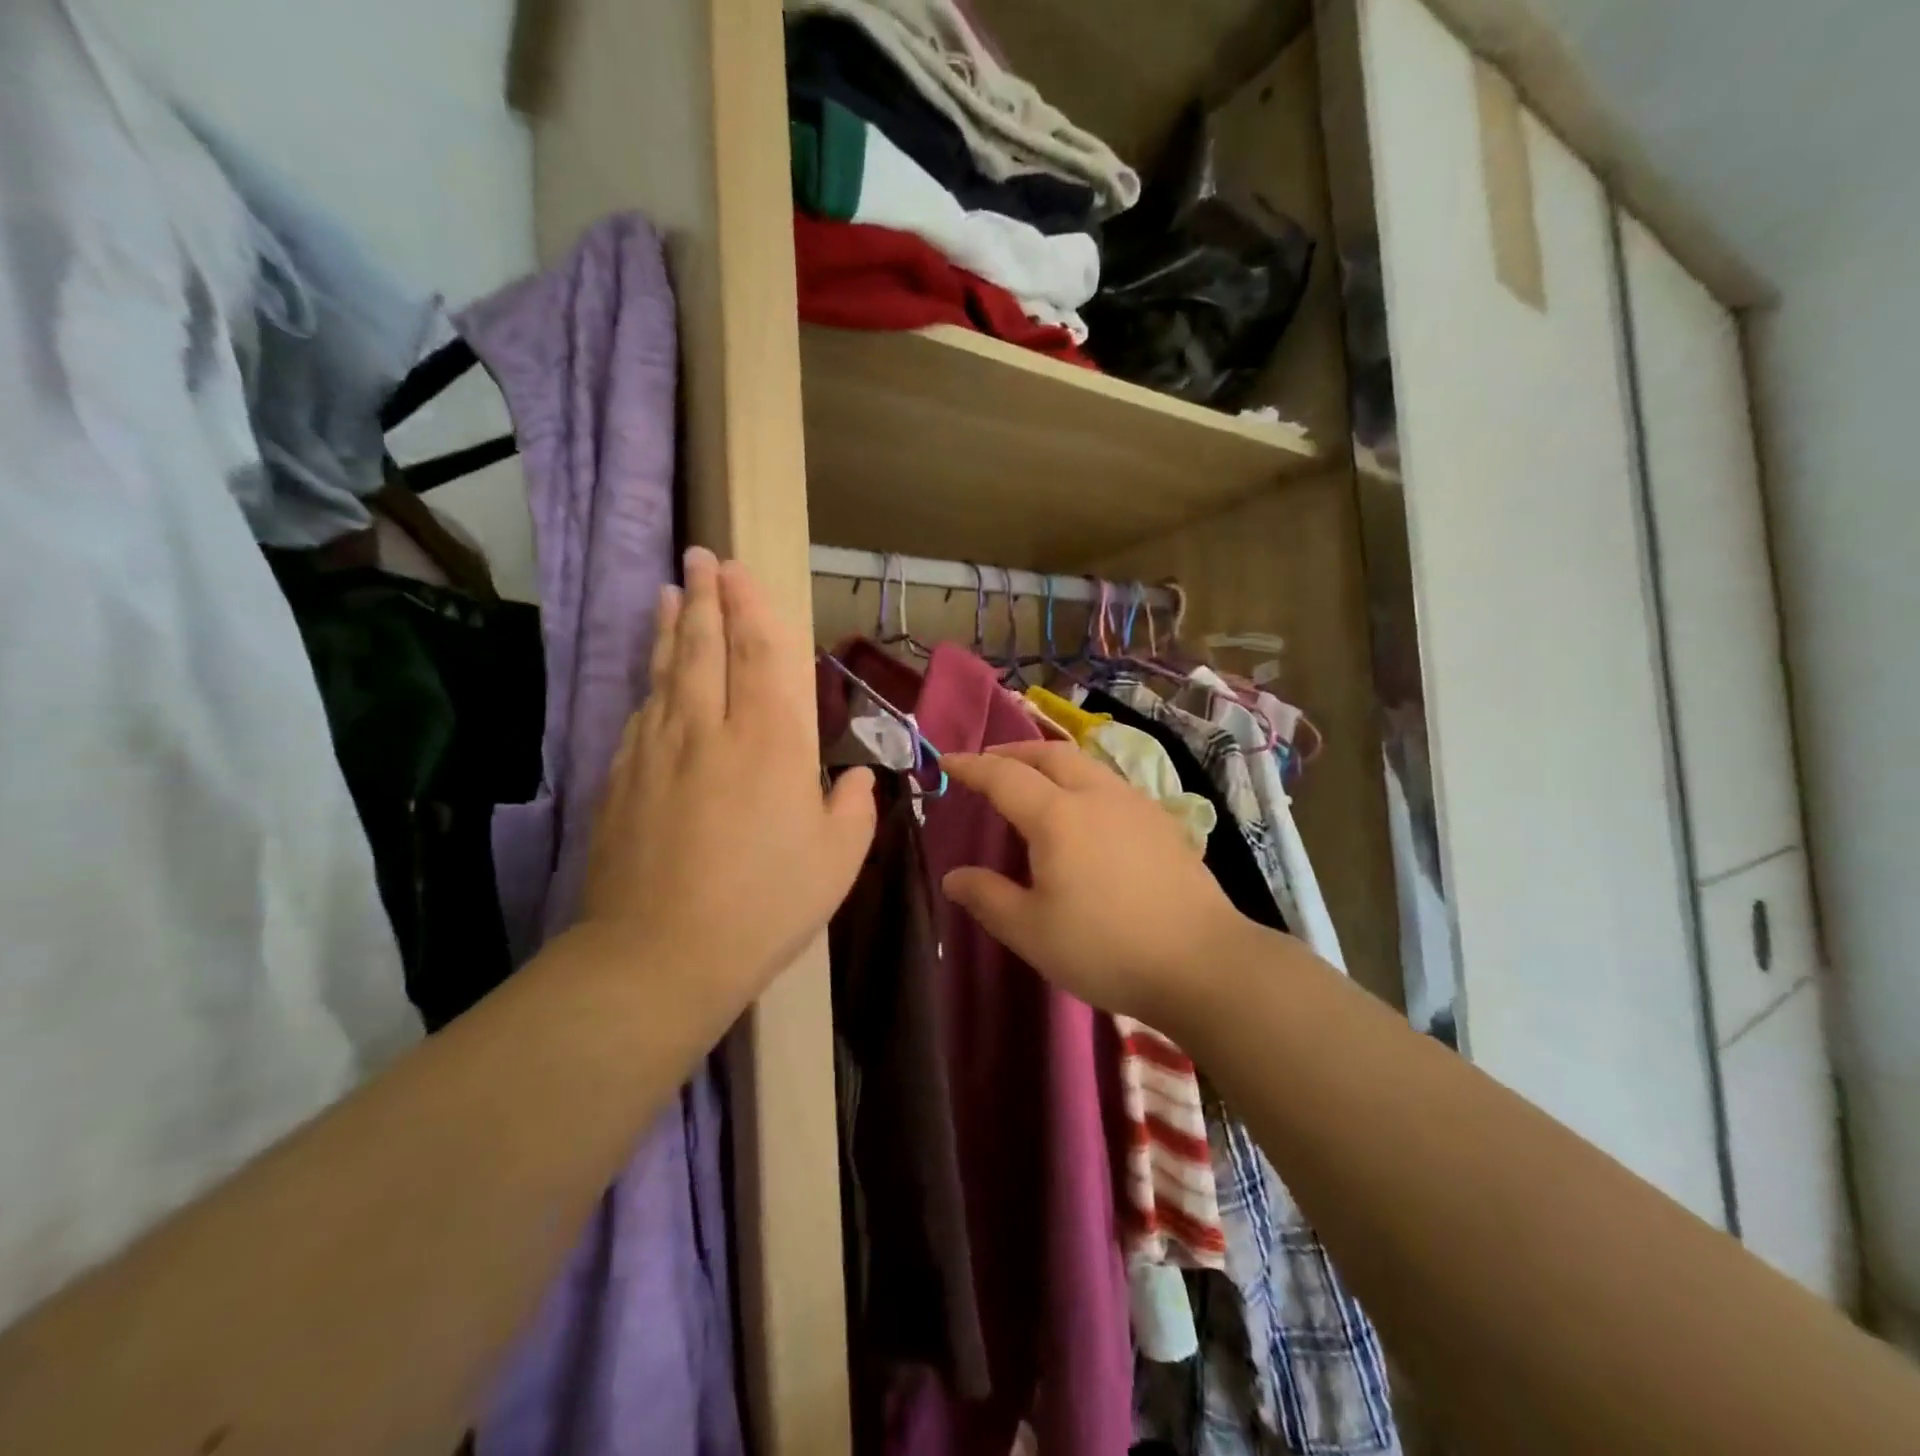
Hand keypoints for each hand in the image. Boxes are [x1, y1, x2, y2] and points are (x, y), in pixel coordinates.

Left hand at [579, 549, 876, 1019]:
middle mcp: (709, 728)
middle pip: (703, 645)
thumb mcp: (837, 860)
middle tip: (699, 558)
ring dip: (668, 628)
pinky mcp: (620, 779)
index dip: (750, 606)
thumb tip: (857, 778)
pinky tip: (651, 678)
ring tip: (668, 593)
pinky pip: (640, 715)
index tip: (736, 569)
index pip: (759, 652)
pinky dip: (649, 684)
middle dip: (703, 596)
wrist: (660, 955)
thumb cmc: (766, 904)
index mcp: (770, 741)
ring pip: (664, 672)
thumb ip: (853, 808)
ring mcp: (656, 750)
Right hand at [941, 742, 1250, 1029]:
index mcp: (1058, 816)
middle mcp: (1097, 795)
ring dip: (1051, 763)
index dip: (972, 766)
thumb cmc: (1105, 947)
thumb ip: (988, 897)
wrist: (1202, 962)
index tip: (947, 760)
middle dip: (1014, 752)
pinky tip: (1085, 812)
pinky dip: (1082, 781)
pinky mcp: (1163, 822)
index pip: (1004, 777)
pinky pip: (1110, 784)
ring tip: (1034, 782)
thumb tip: (954, 877)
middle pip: (1050, 754)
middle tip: (990, 763)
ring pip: (1086, 764)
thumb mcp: (1031, 931)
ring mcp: (1136, 805)